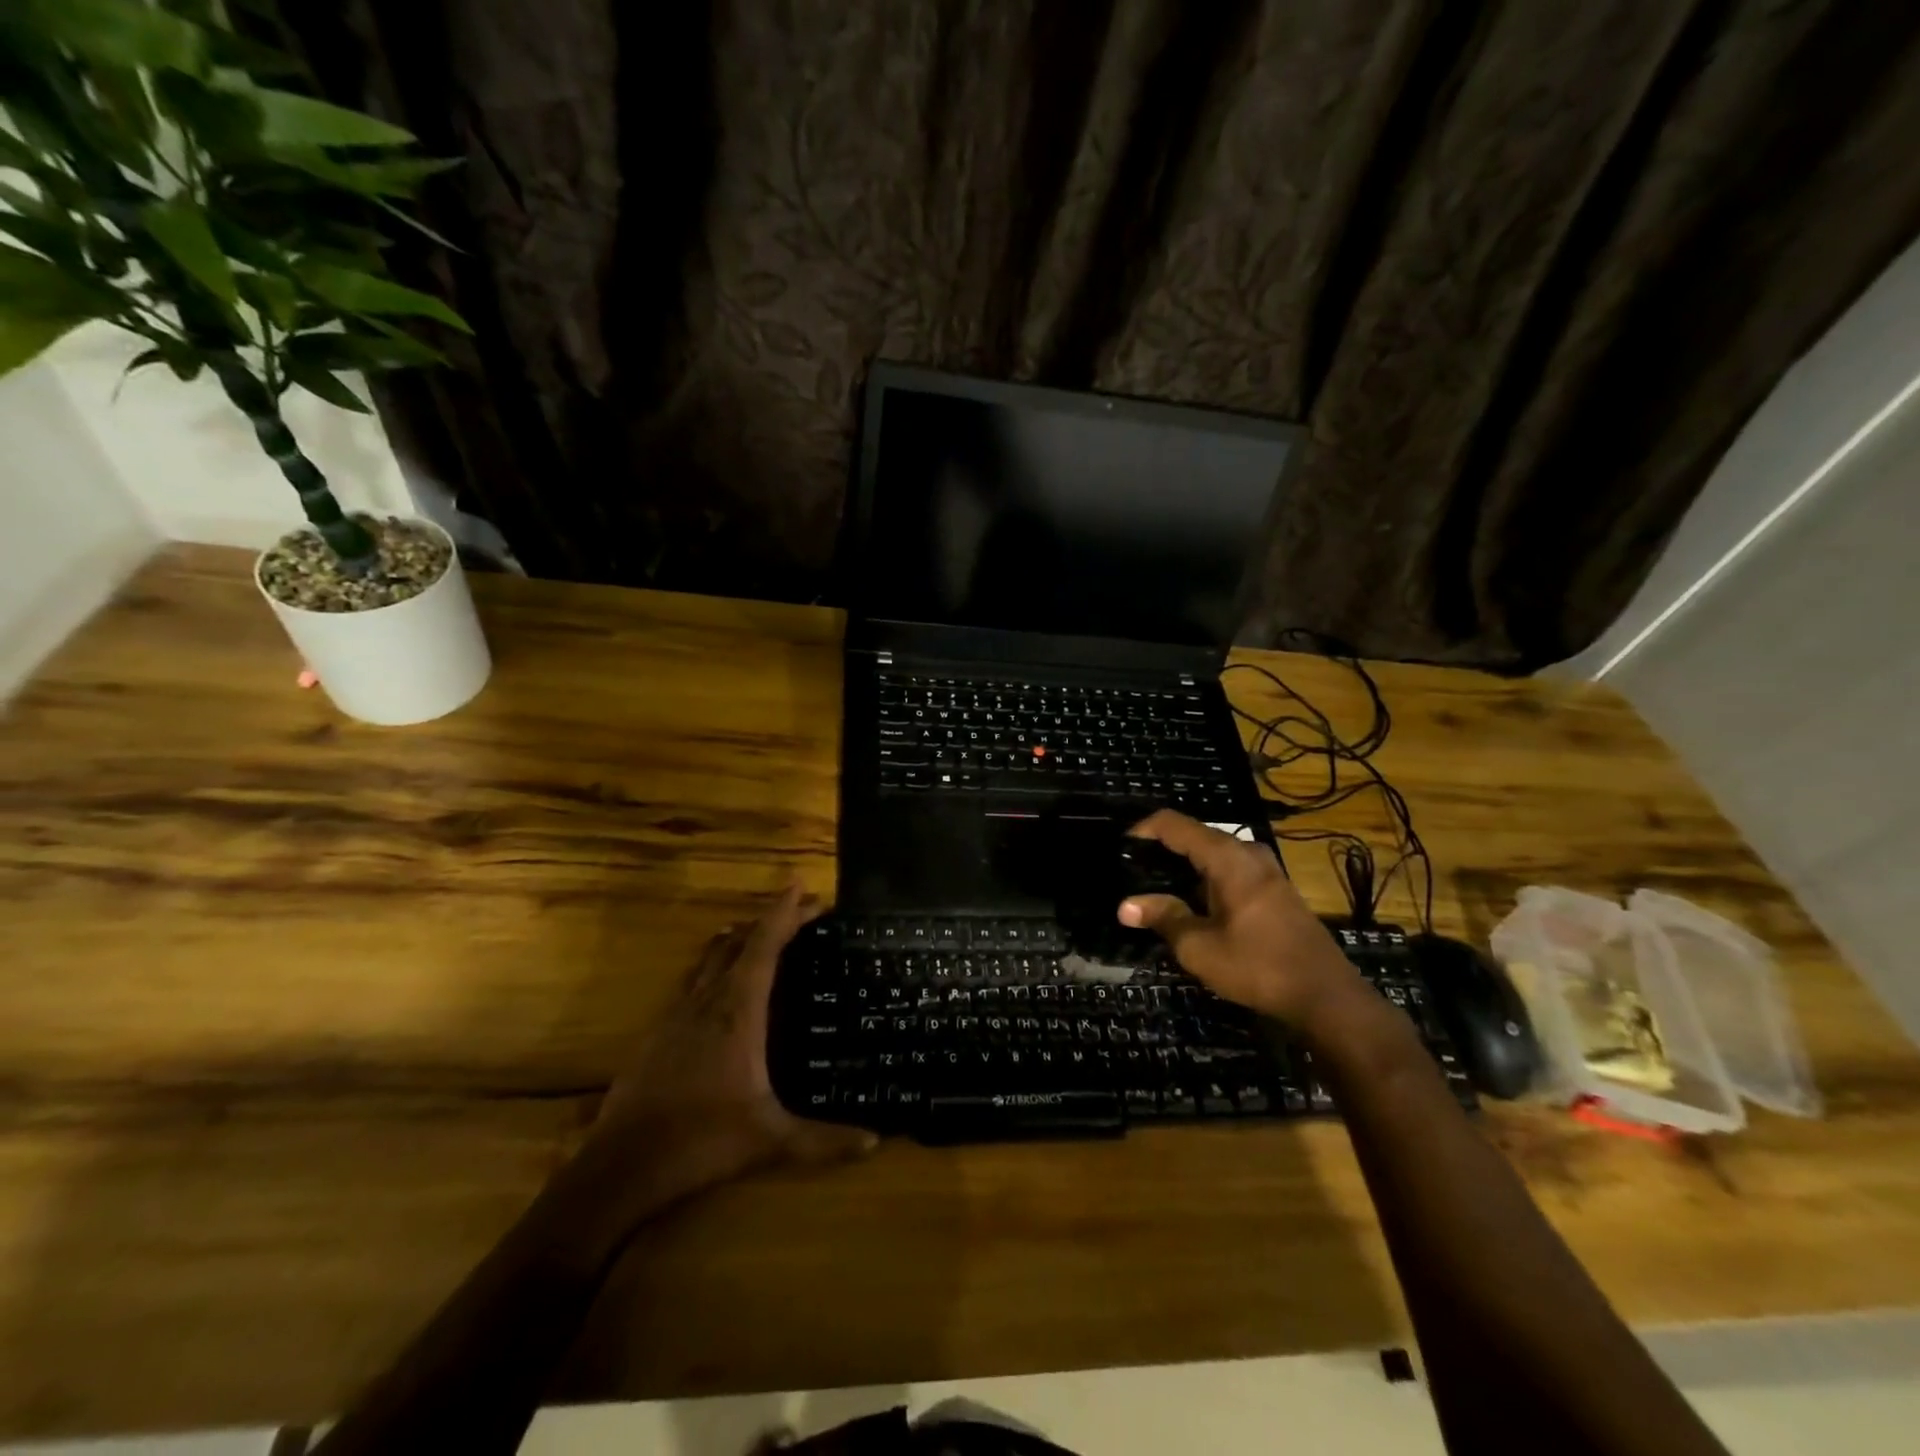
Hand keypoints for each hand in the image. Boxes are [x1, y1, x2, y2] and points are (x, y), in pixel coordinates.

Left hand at [584, 884, 875, 1205]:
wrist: (621, 1166)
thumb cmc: (702, 1140)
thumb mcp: (771, 1141)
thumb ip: (824, 1140)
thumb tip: (875, 1141)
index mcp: (737, 1010)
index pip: (764, 945)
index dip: (785, 912)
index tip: (804, 887)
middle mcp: (707, 1000)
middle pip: (738, 941)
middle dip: (769, 920)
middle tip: (800, 912)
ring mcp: (678, 1013)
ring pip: (710, 958)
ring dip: (738, 939)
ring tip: (760, 935)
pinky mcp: (659, 1031)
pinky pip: (693, 981)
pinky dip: (715, 966)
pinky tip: (719, 986)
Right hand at [1118, 810, 1358, 1026]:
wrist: (1326, 996)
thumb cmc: (1257, 966)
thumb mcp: (1199, 946)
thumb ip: (1162, 918)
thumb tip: (1125, 905)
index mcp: (1227, 857)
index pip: (1174, 824)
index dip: (1143, 830)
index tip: (1120, 848)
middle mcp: (1248, 853)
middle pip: (1195, 835)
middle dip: (1162, 849)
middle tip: (1133, 871)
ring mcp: (1267, 870)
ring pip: (1214, 853)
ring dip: (1185, 865)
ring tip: (1156, 887)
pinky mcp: (1276, 890)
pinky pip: (1231, 869)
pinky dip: (1206, 878)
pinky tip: (1193, 903)